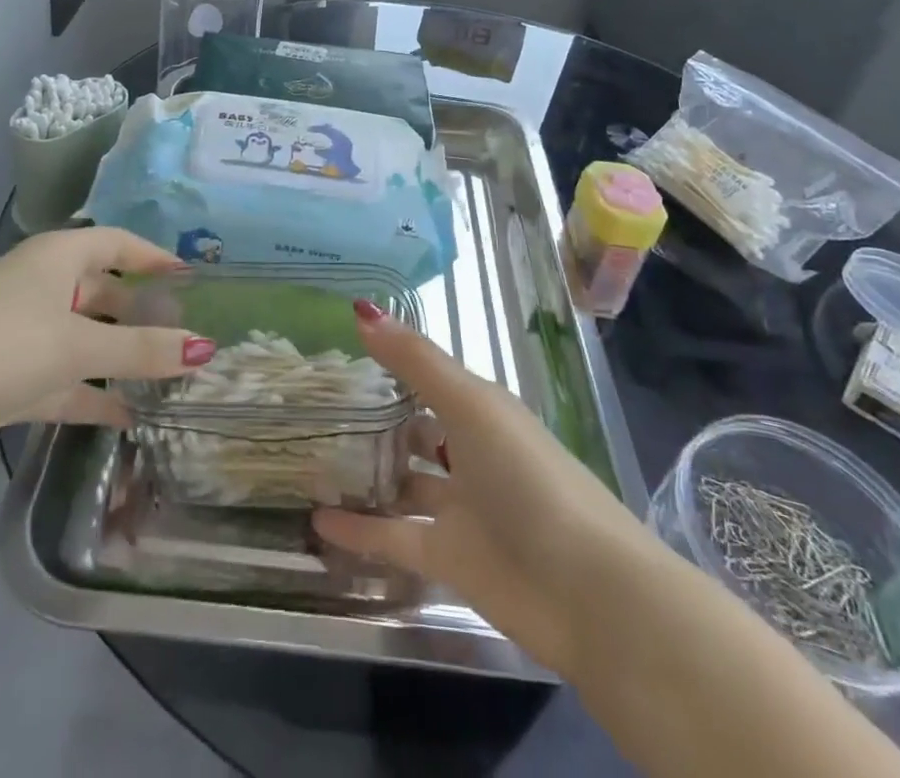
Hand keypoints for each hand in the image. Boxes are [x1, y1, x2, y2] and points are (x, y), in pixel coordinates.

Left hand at [0, 228, 211, 489]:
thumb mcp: (76, 344)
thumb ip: (143, 349)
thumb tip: (207, 347)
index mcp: (56, 258)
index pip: (118, 243)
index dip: (155, 257)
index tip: (193, 278)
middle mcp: (42, 289)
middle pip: (105, 293)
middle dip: (144, 313)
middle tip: (190, 334)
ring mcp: (24, 336)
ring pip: (88, 341)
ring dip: (124, 358)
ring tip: (173, 376)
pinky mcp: (11, 381)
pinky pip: (67, 382)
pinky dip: (96, 396)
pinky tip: (132, 417)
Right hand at [314, 304, 658, 678]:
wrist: (588, 592)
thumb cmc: (528, 477)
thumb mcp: (470, 405)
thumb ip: (415, 361)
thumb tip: (361, 308)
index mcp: (481, 410)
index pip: (428, 378)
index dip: (390, 364)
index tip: (340, 351)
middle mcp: (470, 453)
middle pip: (417, 431)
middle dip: (377, 422)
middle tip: (319, 409)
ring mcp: (462, 508)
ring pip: (405, 484)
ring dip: (367, 476)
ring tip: (312, 462)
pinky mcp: (451, 559)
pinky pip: (395, 537)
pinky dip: (361, 532)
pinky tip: (317, 523)